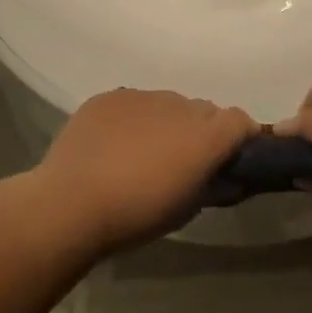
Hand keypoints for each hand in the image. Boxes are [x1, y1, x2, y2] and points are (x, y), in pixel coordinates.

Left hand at [34, 88, 256, 254]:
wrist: (71, 204)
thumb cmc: (137, 215)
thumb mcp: (187, 210)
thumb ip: (214, 188)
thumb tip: (229, 180)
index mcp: (206, 135)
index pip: (240, 120)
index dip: (240, 137)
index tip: (230, 158)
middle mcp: (180, 106)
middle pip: (204, 111)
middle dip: (202, 131)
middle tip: (183, 161)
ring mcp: (142, 97)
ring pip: (168, 104)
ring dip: (167, 123)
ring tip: (144, 152)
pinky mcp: (109, 97)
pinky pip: (133, 104)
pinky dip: (134, 119)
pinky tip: (115, 144)